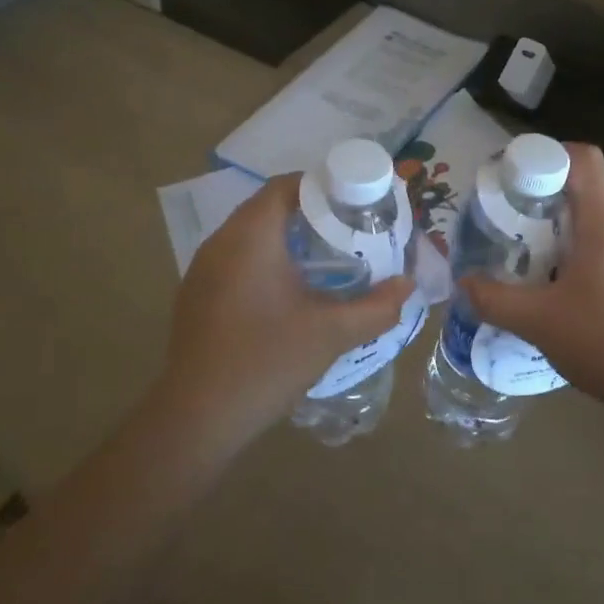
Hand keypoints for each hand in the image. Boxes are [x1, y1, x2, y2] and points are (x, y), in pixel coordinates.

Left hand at [161, 175, 412, 439]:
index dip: (323, 186)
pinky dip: (266, 260)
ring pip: (251, 234)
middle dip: (311, 213)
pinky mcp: (196, 294)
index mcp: (250, 237)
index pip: (286, 186)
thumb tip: (407, 286)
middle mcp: (221, 242)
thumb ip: (377, 307)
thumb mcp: (332, 333)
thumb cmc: (267, 362)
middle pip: (269, 207)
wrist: (198, 417)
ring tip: (328, 257)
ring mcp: (202, 269)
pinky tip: (290, 290)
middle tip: (350, 230)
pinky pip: (236, 259)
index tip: (356, 203)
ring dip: (288, 237)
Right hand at [462, 143, 603, 419]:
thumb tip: (464, 283)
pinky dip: (593, 253)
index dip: (547, 155)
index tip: (516, 178)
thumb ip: (494, 299)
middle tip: (518, 227)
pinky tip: (576, 292)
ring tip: (542, 263)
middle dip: (550, 201)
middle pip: (590, 191)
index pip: (583, 158)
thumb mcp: (537, 323)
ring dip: (572, 231)